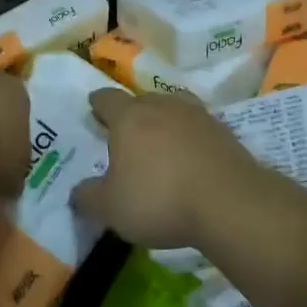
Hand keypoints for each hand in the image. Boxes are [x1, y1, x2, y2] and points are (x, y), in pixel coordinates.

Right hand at [73, 88, 266, 247]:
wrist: (228, 202)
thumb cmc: (159, 199)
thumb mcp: (111, 208)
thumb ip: (89, 197)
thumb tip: (78, 191)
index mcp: (129, 117)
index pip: (107, 98)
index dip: (98, 103)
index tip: (94, 109)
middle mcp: (162, 106)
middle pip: (142, 100)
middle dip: (132, 113)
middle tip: (125, 133)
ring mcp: (197, 115)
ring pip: (173, 109)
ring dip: (163, 121)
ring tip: (159, 142)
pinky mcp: (223, 131)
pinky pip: (197, 127)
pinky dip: (189, 137)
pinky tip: (189, 157)